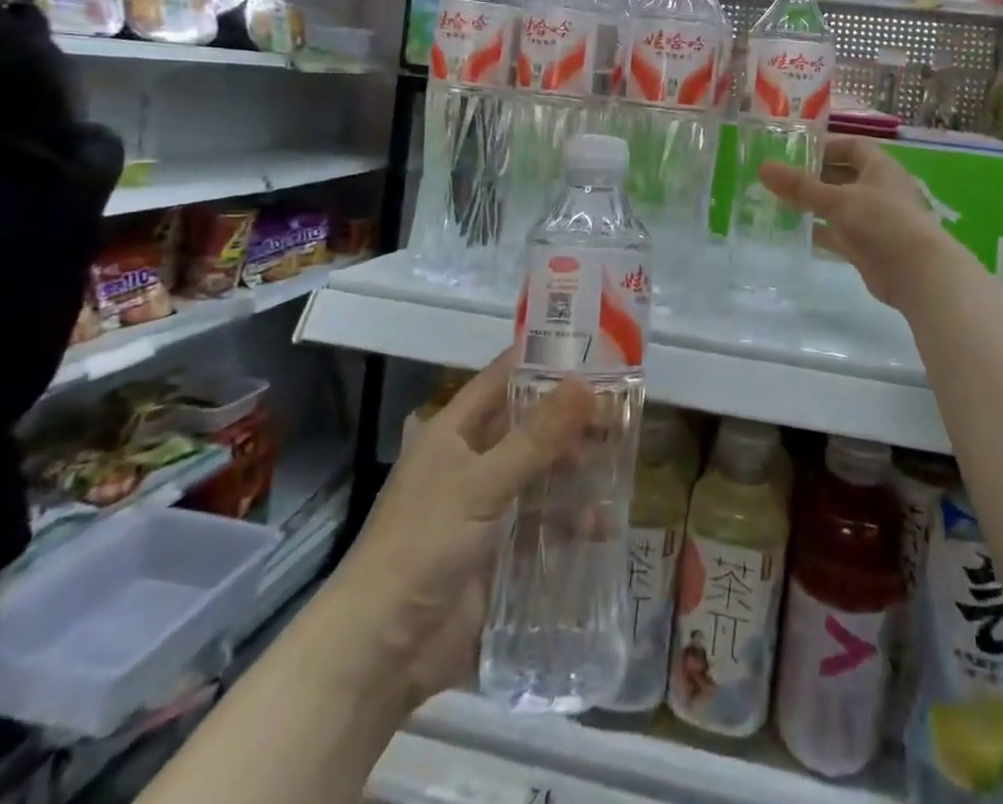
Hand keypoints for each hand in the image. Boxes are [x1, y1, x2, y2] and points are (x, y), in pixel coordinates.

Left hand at [334, 349, 593, 704]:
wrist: (379, 654)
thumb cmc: (422, 546)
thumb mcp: (481, 484)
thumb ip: (536, 437)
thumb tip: (585, 381)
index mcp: (454, 432)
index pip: (503, 378)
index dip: (543, 360)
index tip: (594, 348)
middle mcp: (472, 462)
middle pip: (530, 427)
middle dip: (573, 420)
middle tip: (624, 410)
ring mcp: (489, 509)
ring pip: (542, 475)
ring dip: (578, 471)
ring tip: (623, 463)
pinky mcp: (502, 553)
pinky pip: (545, 526)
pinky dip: (573, 524)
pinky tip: (606, 525)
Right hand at [759, 134, 966, 308]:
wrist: (918, 274)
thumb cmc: (884, 222)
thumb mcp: (839, 199)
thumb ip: (800, 186)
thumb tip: (763, 168)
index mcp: (880, 168)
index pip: (852, 147)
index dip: (826, 146)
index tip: (796, 152)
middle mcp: (878, 190)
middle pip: (842, 176)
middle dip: (813, 177)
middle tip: (779, 178)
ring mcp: (873, 220)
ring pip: (838, 206)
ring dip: (813, 205)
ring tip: (778, 202)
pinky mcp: (866, 247)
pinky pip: (837, 233)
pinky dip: (818, 231)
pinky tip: (793, 231)